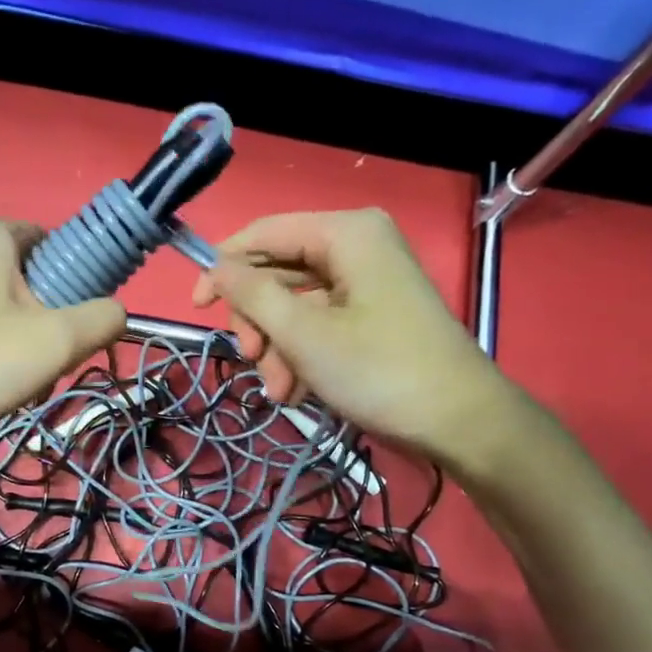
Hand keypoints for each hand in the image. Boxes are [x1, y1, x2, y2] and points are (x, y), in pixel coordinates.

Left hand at [0, 217, 125, 458]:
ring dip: (23, 342)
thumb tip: (116, 314)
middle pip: (30, 278)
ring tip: (18, 380)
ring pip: (3, 305)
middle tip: (46, 364)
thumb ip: (103, 319)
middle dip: (48, 322)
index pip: (55, 243)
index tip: (73, 331)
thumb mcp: (58, 342)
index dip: (76, 286)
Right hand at [192, 208, 516, 465]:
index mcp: (346, 233)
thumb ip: (252, 296)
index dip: (223, 267)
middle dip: (258, 323)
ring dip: (276, 350)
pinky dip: (300, 356)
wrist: (456, 419)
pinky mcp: (370, 313)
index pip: (265, 233)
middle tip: (251, 359)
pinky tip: (298, 391)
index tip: (196, 307)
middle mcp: (356, 246)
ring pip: (293, 305)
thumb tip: (215, 269)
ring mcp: (365, 282)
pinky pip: (317, 324)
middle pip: (276, 272)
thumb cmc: (378, 370)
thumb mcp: (304, 334)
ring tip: (281, 391)